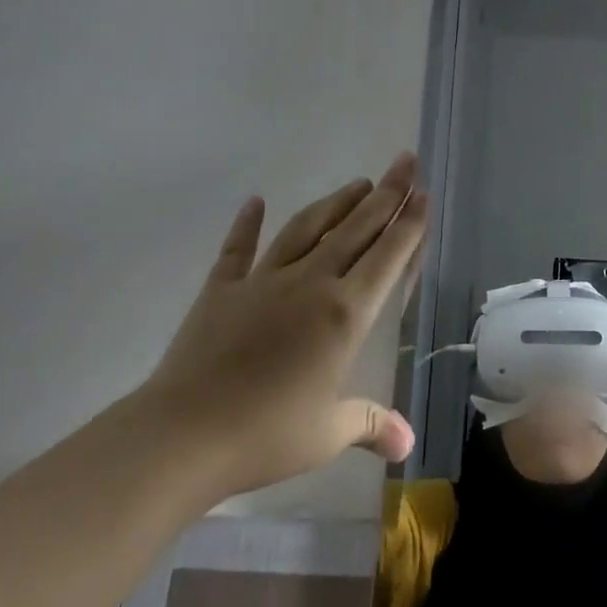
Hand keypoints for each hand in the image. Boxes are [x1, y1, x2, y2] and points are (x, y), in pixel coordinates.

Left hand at [138, 152, 427, 501]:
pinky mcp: (222, 288)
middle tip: (404, 161)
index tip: (422, 193)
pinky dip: (247, 223)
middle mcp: (311, 283)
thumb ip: (372, 424)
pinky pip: (238, 248)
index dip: (409, 224)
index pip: (388, 257)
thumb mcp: (328, 433)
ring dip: (336, 202)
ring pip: (307, 228)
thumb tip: (408, 444)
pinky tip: (255, 201)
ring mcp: (263, 280)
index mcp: (345, 314)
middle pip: (355, 229)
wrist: (183, 434)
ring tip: (358, 182)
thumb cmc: (265, 434)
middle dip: (386, 194)